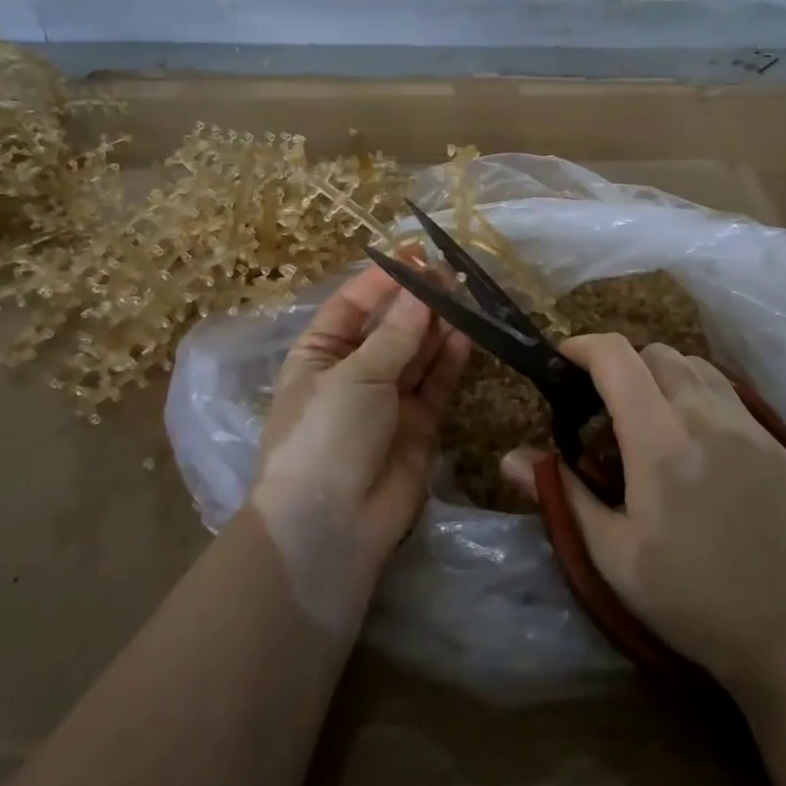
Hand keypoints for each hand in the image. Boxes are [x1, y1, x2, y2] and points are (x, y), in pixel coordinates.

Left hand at [254, 267, 469, 578]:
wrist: (330, 528)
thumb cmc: (326, 435)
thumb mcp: (355, 376)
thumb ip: (396, 333)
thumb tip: (421, 289)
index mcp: (320, 355)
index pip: (353, 305)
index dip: (383, 280)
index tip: (416, 256)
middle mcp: (353, 373)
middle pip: (390, 327)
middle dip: (417, 301)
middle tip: (451, 275)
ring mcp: (387, 400)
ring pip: (417, 353)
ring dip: (436, 326)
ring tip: (464, 296)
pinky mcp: (418, 426)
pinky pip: (435, 384)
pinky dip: (449, 360)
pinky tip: (464, 334)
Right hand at [503, 335, 785, 695]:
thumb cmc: (689, 600)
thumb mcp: (612, 556)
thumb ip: (563, 494)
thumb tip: (509, 457)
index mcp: (660, 442)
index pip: (618, 358)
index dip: (583, 346)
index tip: (562, 360)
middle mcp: (705, 417)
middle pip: (655, 352)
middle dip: (620, 361)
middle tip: (600, 401)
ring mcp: (747, 425)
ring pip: (693, 363)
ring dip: (659, 370)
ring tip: (644, 411)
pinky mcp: (772, 441)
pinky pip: (725, 388)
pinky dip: (694, 387)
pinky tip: (688, 430)